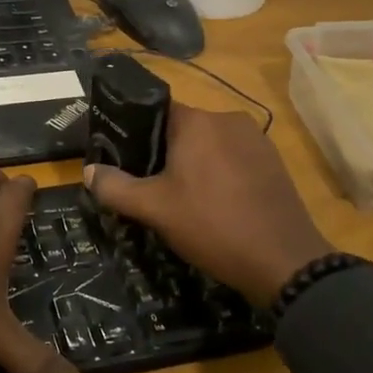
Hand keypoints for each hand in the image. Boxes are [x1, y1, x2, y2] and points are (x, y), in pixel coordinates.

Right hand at [83, 104, 331, 306]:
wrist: (284, 261)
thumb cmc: (212, 226)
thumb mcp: (154, 209)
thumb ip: (116, 187)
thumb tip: (88, 171)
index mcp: (197, 122)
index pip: (156, 111)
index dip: (136, 133)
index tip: (124, 158)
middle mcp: (228, 119)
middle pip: (184, 128)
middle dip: (165, 152)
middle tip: (149, 185)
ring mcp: (256, 140)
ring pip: (211, 144)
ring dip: (195, 164)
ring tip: (182, 198)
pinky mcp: (274, 162)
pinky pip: (235, 158)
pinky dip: (220, 173)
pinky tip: (216, 204)